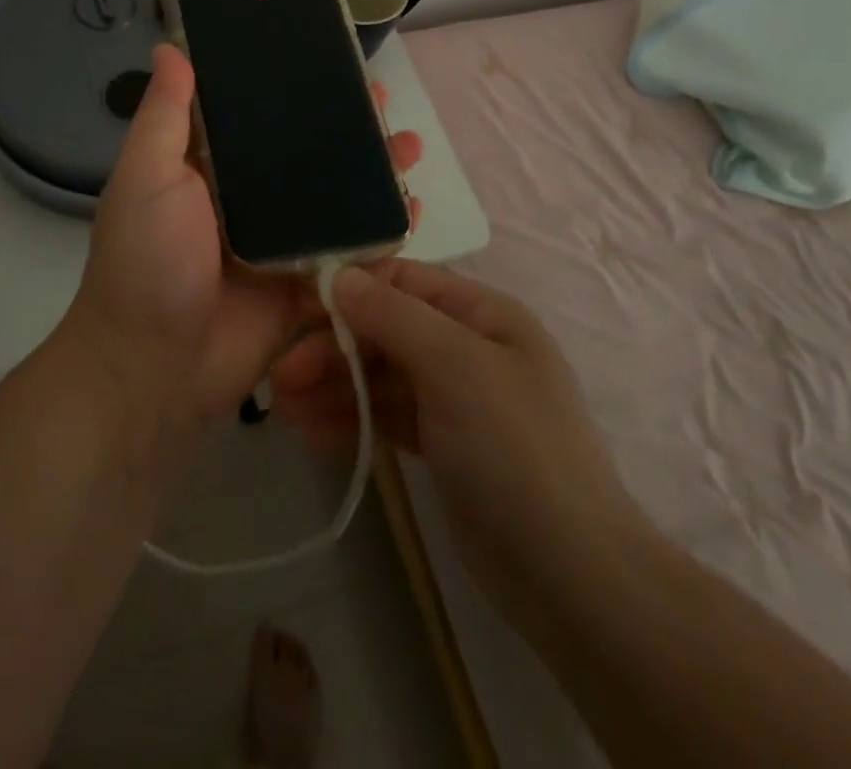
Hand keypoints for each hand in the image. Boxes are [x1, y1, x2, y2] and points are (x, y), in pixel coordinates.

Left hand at [67, 45, 422, 430]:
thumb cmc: (146, 262)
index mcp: (210, 171)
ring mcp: (282, 246)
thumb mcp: (146, 177)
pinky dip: (382, 234)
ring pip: (336, 201)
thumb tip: (169, 46)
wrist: (154, 370)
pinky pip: (351, 255)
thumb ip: (165, 115)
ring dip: (373, 174)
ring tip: (411, 145)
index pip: (258, 118)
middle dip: (346, 130)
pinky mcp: (306, 288)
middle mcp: (249, 203)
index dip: (292, 91)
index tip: (328, 62)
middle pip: (307, 157)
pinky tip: (413, 209)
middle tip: (385, 104)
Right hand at [271, 260, 649, 634]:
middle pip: (385, 330)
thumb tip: (341, 276)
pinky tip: (312, 432)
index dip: (350, 289)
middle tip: (280, 376)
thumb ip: (393, 315)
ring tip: (283, 409)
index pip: (403, 281)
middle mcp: (467, 346)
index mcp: (482, 313)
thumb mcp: (456, 365)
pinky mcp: (442, 444)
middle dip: (332, 348)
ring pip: (382, 376)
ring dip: (334, 386)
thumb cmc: (514, 447)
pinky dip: (352, 419)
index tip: (296, 308)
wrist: (569, 574)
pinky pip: (388, 416)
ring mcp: (455, 398)